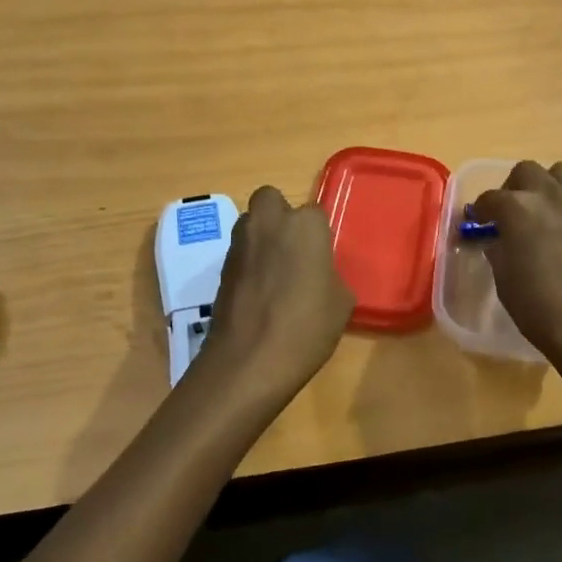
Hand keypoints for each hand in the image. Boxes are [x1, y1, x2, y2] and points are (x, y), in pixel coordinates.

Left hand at [194, 186, 352, 401]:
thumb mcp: (341, 303)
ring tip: (276, 275)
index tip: (322, 260)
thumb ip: (331, 275)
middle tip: (294, 250)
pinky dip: (249, 265)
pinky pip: (240, 254)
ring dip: (262, 239)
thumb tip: (320, 276)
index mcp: (304, 225)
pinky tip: (260, 295)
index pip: (315, 214)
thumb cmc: (306, 327)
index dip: (319, 236)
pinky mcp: (220, 269)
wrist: (247, 362)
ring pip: (251, 225)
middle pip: (271, 200)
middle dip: (280, 216)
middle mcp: (268, 223)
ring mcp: (239, 245)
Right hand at [470, 162, 561, 403]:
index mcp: (518, 209)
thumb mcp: (504, 278)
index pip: (491, 197)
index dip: (481, 209)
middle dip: (513, 187)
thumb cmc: (537, 307)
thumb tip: (496, 239)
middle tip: (509, 211)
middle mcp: (549, 197)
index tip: (478, 221)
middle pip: (527, 171)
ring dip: (547, 184)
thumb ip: (498, 249)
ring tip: (542, 208)